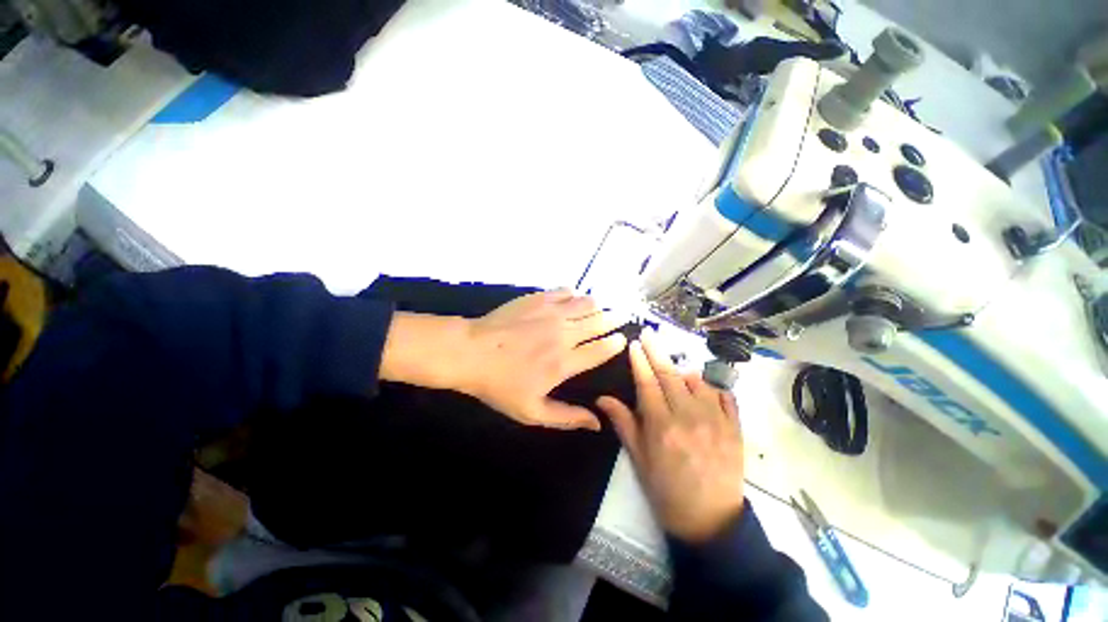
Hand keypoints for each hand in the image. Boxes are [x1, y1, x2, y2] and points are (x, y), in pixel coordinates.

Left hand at [456, 289, 627, 429]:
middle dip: (615, 318)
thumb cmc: (500, 384)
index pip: (602, 349)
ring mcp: (552, 313)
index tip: (623, 339)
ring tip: (601, 308)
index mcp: (565, 362)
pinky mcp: (538, 299)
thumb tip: (597, 423)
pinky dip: (574, 295)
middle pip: (599, 322)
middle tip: (622, 316)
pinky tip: (573, 299)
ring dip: (597, 306)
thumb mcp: (532, 412)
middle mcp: (565, 334)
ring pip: (586, 303)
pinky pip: (566, 291)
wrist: (471, 352)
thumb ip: (567, 417)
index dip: (616, 343)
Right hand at [596, 336, 744, 542]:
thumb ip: (623, 423)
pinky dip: (712, 385)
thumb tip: (602, 398)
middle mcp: (689, 418)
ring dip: (683, 369)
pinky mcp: (735, 428)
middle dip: (657, 351)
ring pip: (698, 381)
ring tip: (674, 366)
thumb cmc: (666, 490)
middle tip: (649, 332)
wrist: (710, 521)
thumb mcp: (638, 459)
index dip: (639, 361)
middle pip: (671, 375)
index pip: (648, 383)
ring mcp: (716, 421)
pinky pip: (725, 395)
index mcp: (662, 426)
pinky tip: (704, 384)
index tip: (634, 343)